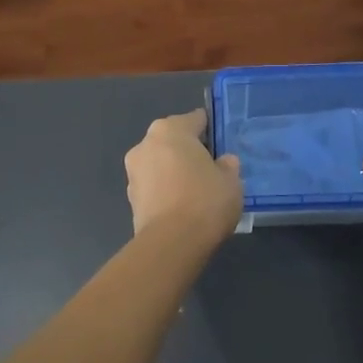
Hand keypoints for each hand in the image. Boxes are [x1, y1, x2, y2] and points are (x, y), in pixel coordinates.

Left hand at [125, 110, 243, 237]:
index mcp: (170, 130)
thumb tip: (222, 162)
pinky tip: (182, 207)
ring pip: (160, 164)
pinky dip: (166, 191)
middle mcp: (146, 144)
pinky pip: (154, 186)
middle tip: (210, 168)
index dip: (210, 130)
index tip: (222, 144)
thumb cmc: (205, 201)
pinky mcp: (130, 198)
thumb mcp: (231, 180)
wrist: (171, 243)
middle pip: (173, 141)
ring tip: (196, 191)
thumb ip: (227, 165)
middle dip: (189, 151)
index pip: (195, 119)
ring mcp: (133, 172)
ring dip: (174, 171)